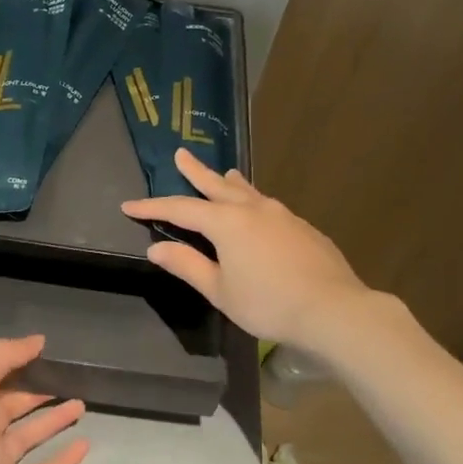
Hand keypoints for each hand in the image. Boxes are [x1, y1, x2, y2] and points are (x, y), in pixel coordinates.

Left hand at [0, 336, 87, 463]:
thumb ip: (1, 360)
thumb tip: (39, 340)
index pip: (0, 382)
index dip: (21, 367)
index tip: (50, 354)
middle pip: (18, 408)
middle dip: (41, 394)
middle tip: (72, 380)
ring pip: (34, 438)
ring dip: (56, 422)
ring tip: (82, 405)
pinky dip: (64, 461)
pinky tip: (84, 445)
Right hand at [122, 149, 367, 349]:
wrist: (333, 309)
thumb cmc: (267, 303)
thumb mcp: (219, 290)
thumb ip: (188, 266)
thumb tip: (156, 250)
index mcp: (227, 223)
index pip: (181, 209)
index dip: (153, 207)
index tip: (129, 205)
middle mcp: (253, 210)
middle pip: (217, 186)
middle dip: (195, 172)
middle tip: (181, 154)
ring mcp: (282, 216)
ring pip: (248, 192)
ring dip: (231, 182)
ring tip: (225, 172)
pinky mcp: (303, 228)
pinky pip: (269, 206)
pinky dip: (254, 201)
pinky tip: (259, 212)